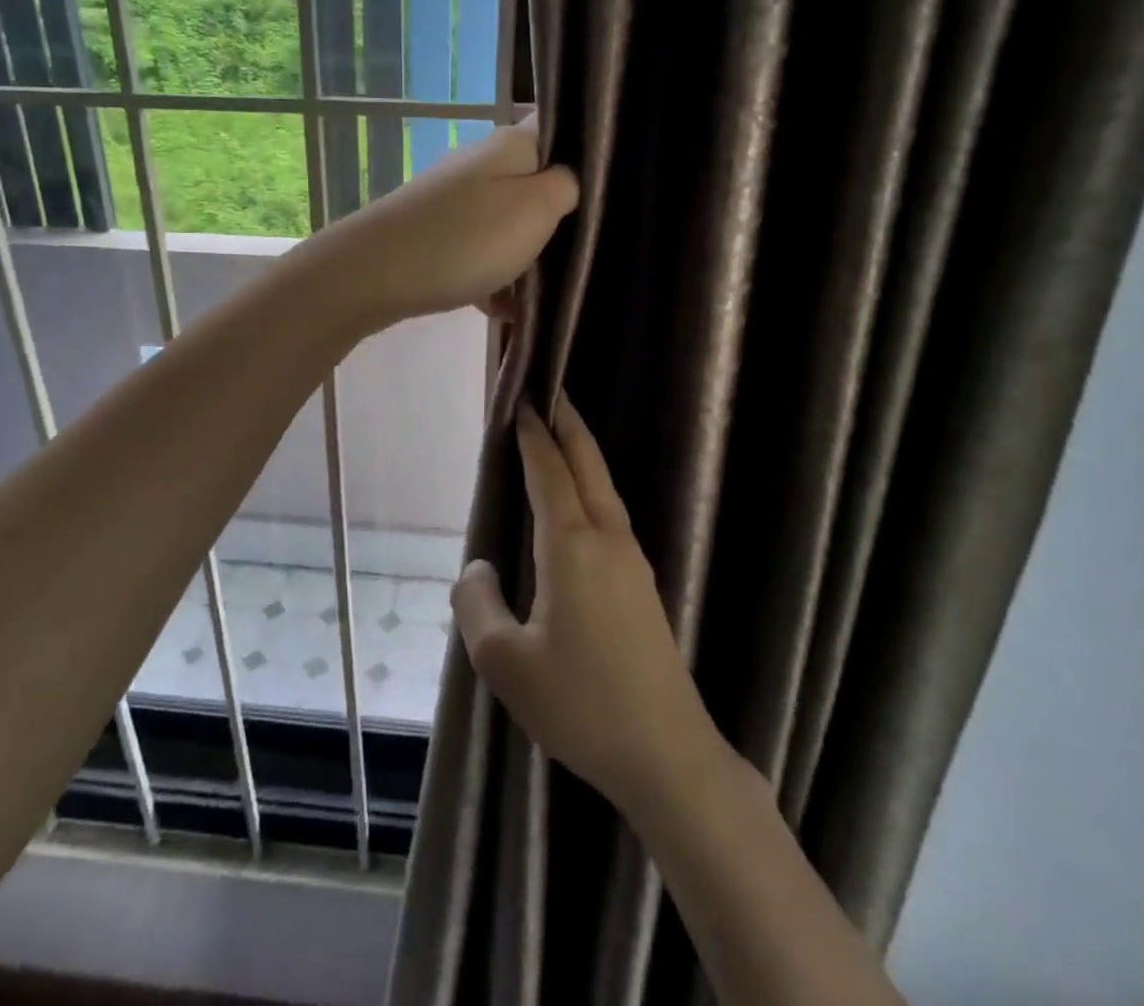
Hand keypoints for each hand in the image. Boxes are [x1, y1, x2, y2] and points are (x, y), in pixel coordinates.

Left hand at [313, 117, 577, 327]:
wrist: (375, 274)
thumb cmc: (467, 238)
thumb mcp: (537, 208)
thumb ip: (566, 186)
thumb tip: (567, 179)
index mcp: (511, 145)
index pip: (560, 129)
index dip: (587, 155)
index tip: (607, 195)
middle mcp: (481, 163)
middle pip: (535, 184)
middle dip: (558, 220)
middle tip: (580, 253)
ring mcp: (454, 200)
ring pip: (508, 224)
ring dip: (527, 258)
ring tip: (543, 294)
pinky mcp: (435, 234)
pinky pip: (479, 253)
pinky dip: (494, 279)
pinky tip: (504, 311)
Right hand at [453, 396, 722, 813]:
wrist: (666, 753)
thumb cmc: (580, 703)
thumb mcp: (504, 662)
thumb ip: (477, 603)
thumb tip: (480, 568)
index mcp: (571, 545)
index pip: (548, 469)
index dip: (531, 431)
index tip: (521, 396)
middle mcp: (606, 538)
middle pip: (586, 462)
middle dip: (566, 422)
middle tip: (547, 389)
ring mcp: (632, 559)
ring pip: (602, 485)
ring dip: (580, 452)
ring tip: (556, 434)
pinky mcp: (641, 584)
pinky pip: (609, 512)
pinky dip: (588, 484)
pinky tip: (576, 502)